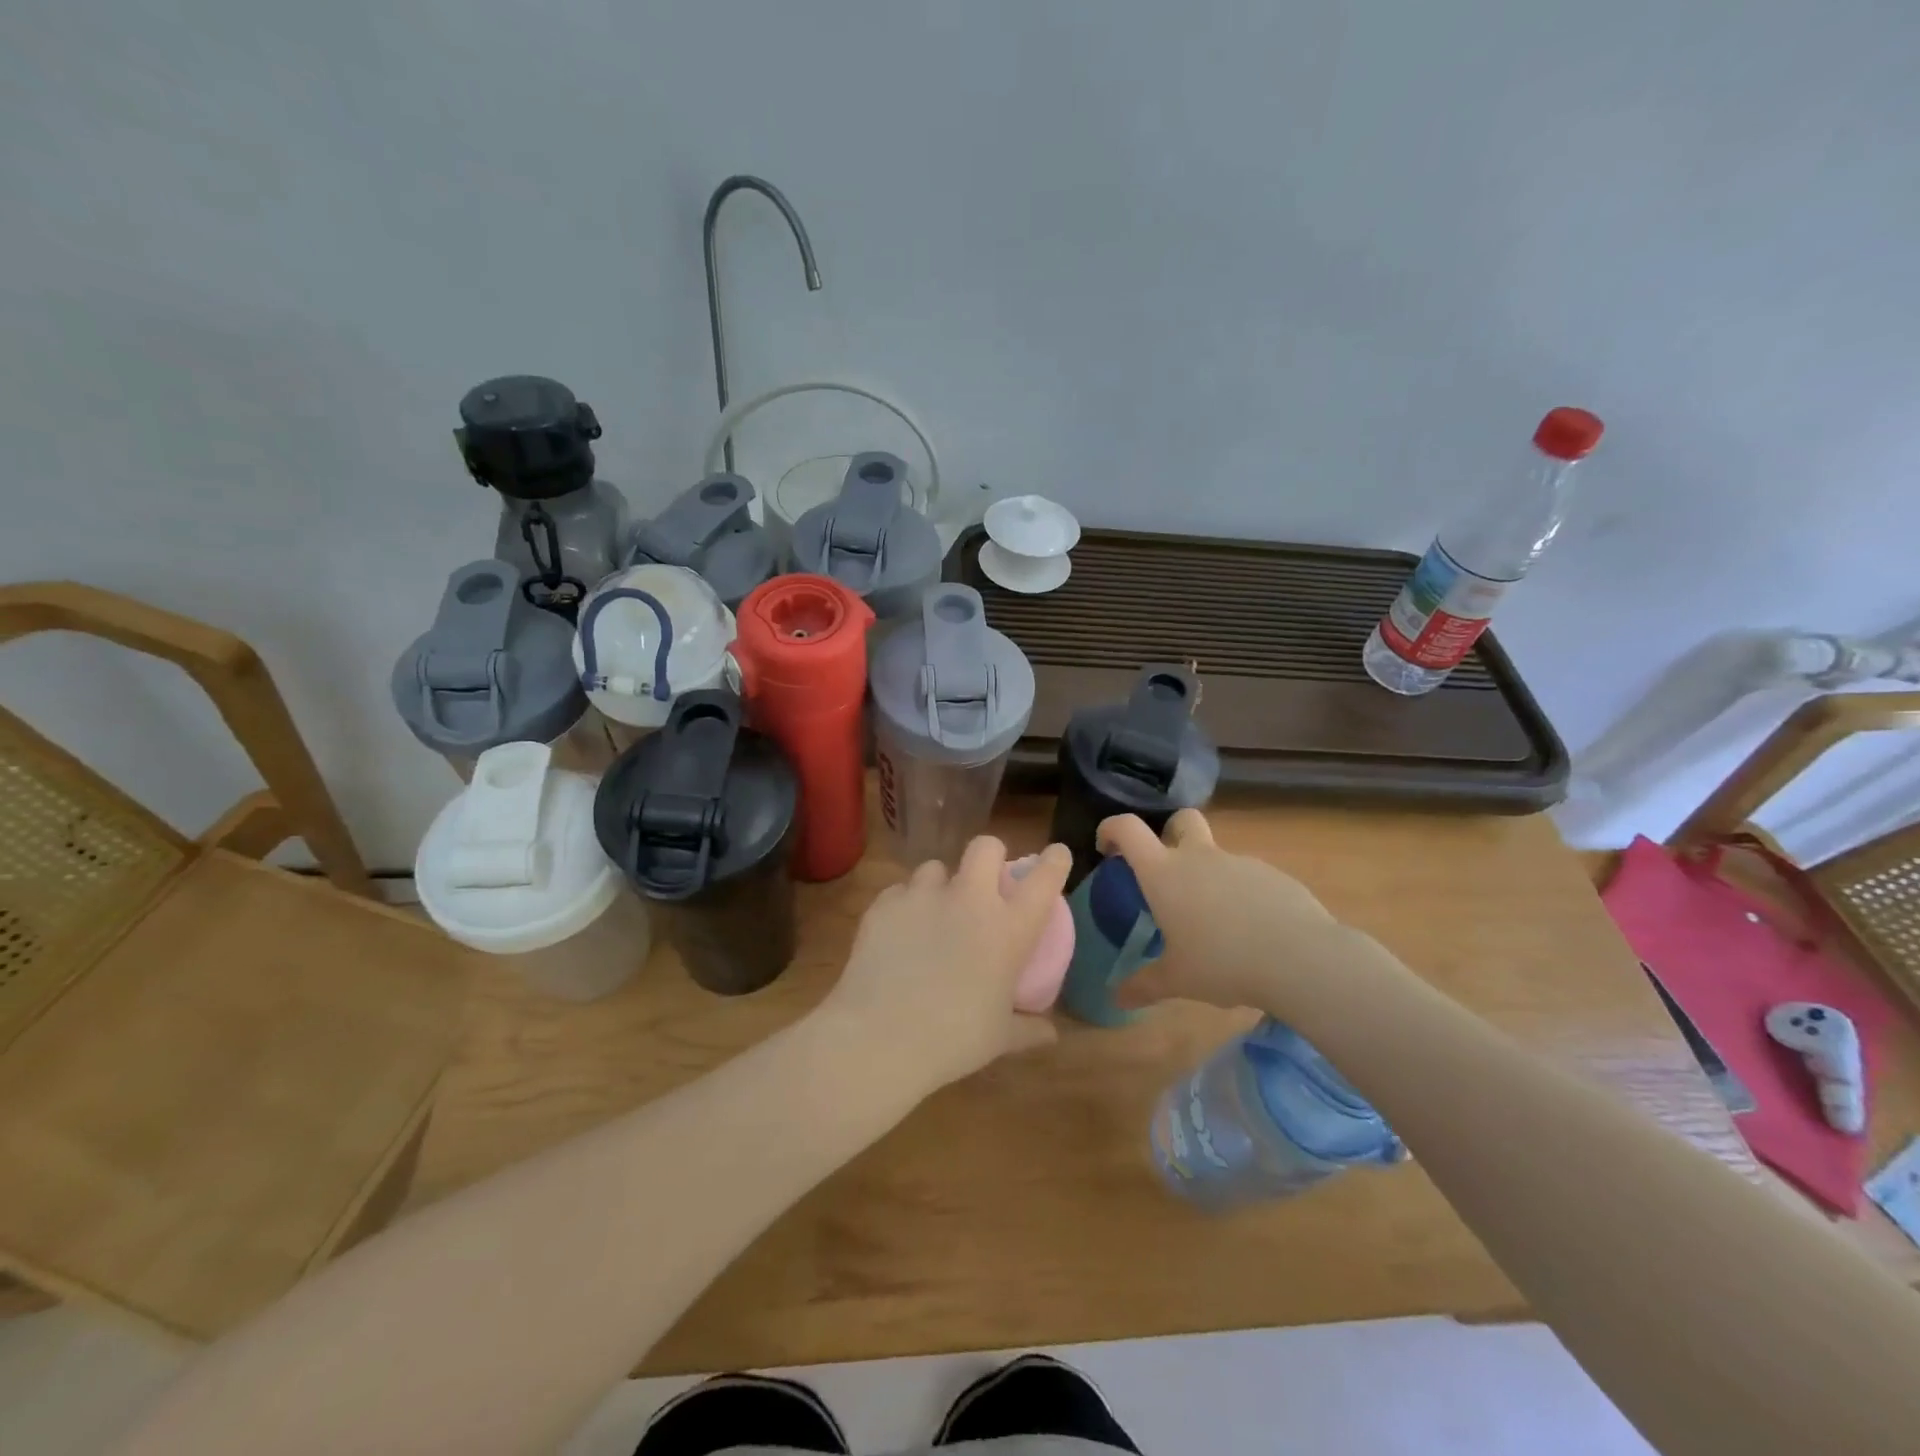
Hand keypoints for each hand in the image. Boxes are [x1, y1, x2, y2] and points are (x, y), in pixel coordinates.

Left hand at [821, 836, 1069, 1096]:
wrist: (879, 1038)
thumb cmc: (952, 1041)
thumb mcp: (999, 1039)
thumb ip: (1028, 1028)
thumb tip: (1051, 1033)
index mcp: (1008, 929)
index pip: (1044, 879)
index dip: (1054, 861)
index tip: (1056, 854)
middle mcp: (969, 900)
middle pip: (985, 847)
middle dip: (990, 855)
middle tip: (985, 882)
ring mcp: (924, 896)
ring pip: (936, 867)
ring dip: (940, 885)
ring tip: (932, 914)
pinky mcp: (885, 903)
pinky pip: (900, 891)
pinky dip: (904, 906)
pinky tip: (897, 934)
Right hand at [1099, 809, 1369, 1015]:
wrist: (1300, 958)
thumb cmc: (1223, 963)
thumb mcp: (1177, 980)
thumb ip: (1144, 985)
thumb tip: (1116, 998)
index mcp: (1165, 873)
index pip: (1128, 828)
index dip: (1111, 829)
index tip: (1106, 848)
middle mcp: (1199, 857)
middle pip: (1180, 820)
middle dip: (1169, 833)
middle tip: (1166, 870)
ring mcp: (1239, 862)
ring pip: (1216, 854)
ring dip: (1208, 874)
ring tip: (1214, 922)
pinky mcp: (1274, 875)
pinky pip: (1247, 877)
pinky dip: (1241, 894)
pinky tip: (1251, 931)